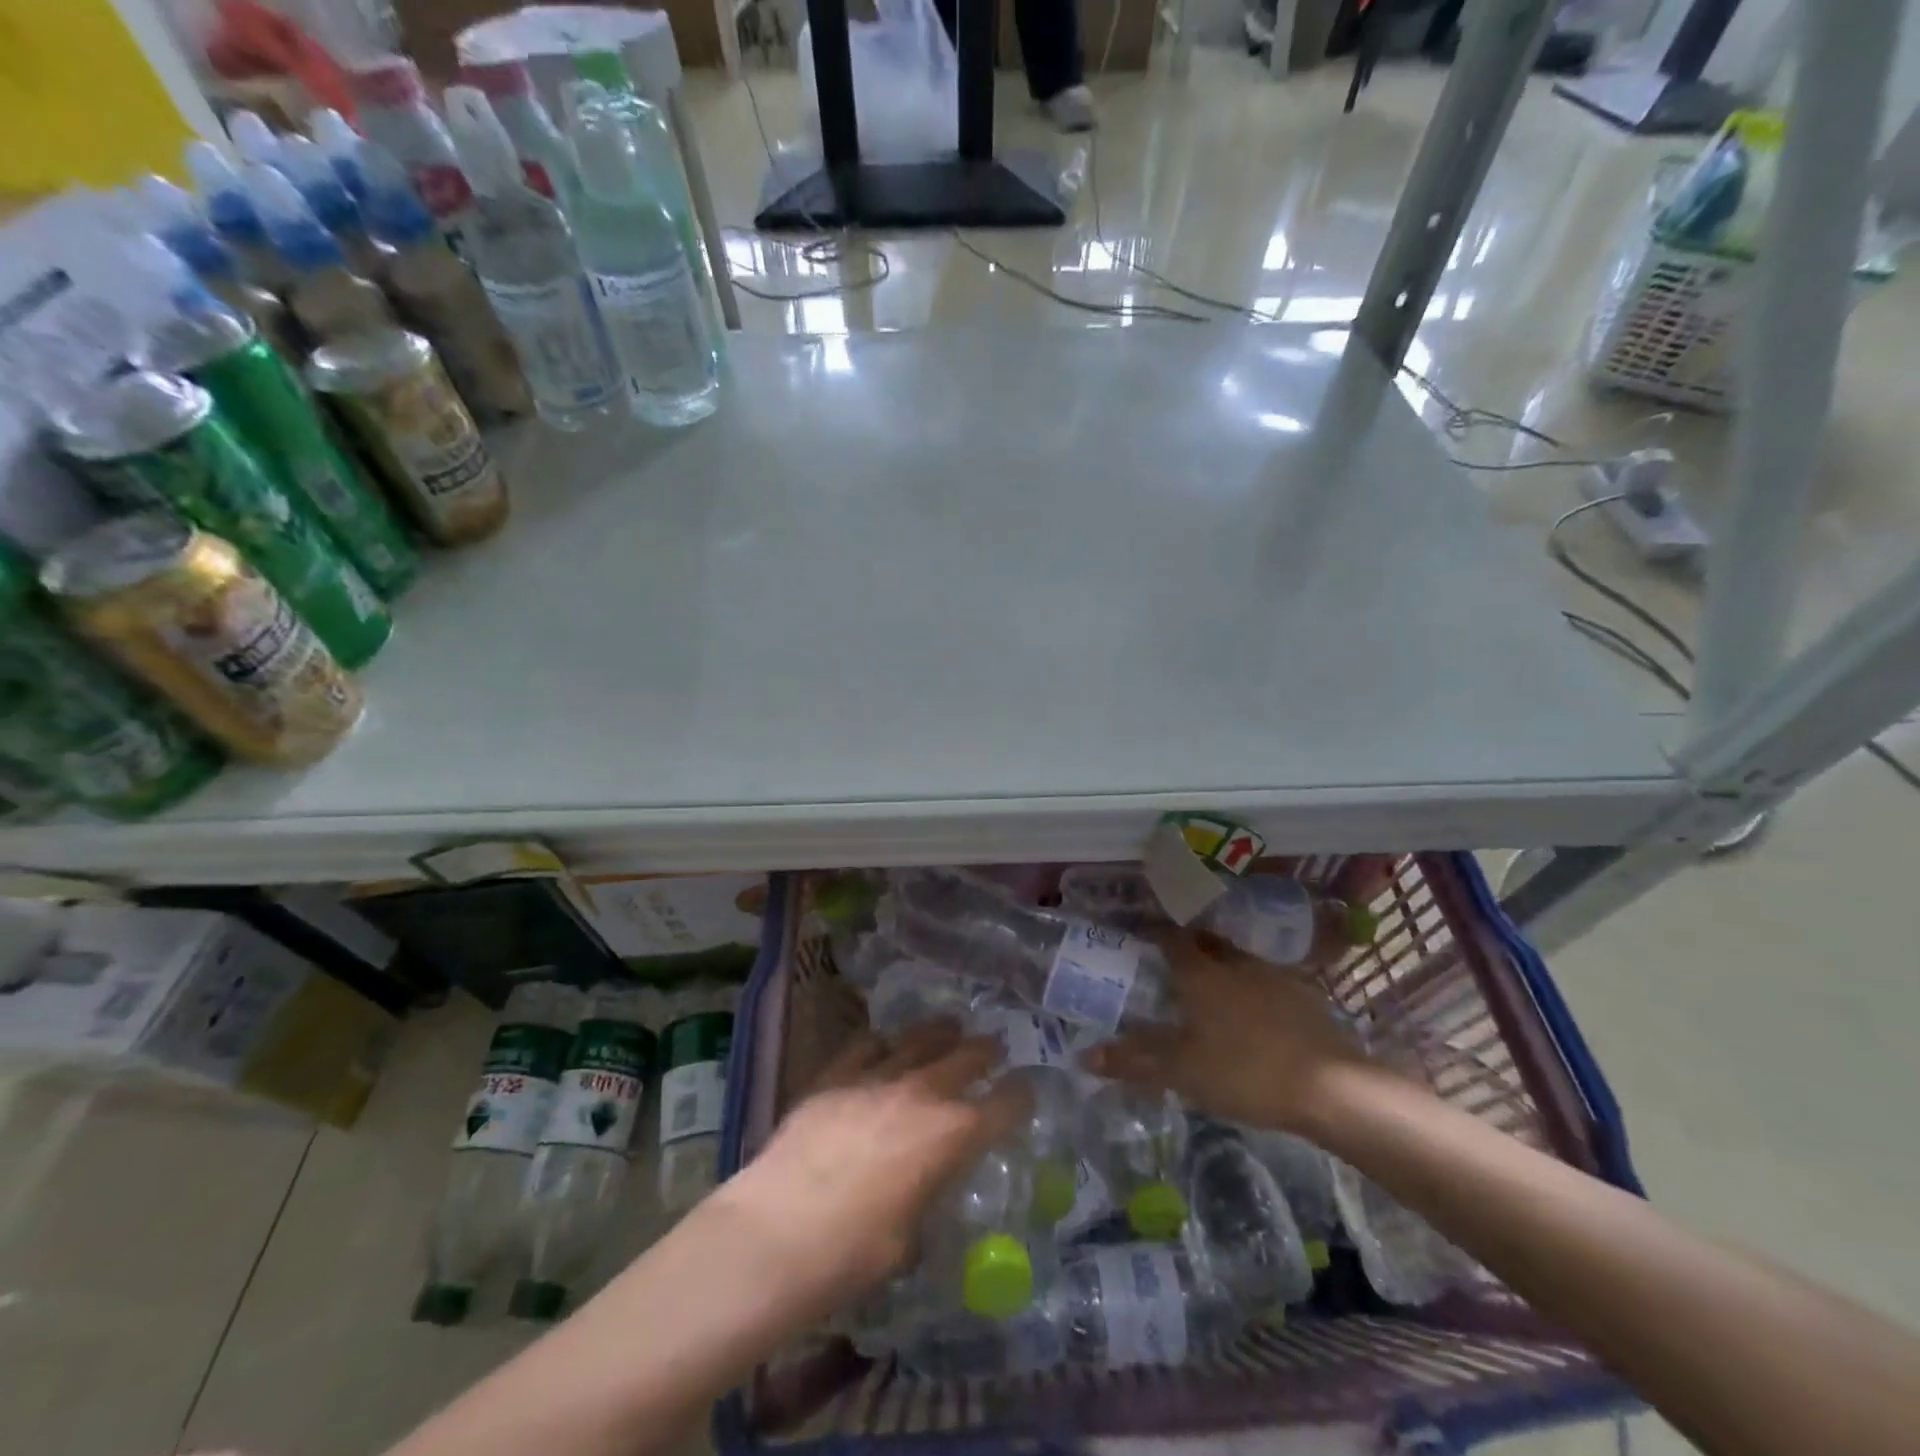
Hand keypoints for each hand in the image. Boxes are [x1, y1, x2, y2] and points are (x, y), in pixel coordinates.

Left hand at [707, 1021, 1029, 1317]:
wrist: (776, 1234)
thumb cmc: (851, 1255)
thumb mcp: (908, 1239)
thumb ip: (925, 1198)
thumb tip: (923, 1187)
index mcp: (951, 1136)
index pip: (1004, 1104)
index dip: (1020, 1095)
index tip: (1025, 1091)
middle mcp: (922, 1093)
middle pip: (966, 1055)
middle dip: (985, 1052)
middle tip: (992, 1049)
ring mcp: (876, 1076)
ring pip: (919, 1038)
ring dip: (941, 1032)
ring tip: (949, 1028)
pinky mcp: (835, 1073)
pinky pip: (868, 1043)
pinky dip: (884, 1042)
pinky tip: (885, 1044)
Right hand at [1083, 928, 1369, 1134]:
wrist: (1331, 1088)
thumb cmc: (1245, 1071)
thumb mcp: (1182, 1071)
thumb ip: (1134, 1060)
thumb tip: (1084, 1055)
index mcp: (1201, 973)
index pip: (1170, 938)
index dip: (1154, 932)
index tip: (1141, 934)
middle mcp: (1235, 963)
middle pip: (1206, 943)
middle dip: (1188, 946)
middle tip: (1172, 962)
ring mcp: (1274, 976)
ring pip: (1238, 960)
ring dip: (1222, 967)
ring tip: (1212, 990)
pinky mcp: (1304, 996)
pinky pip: (1266, 981)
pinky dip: (1252, 989)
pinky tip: (1254, 1015)